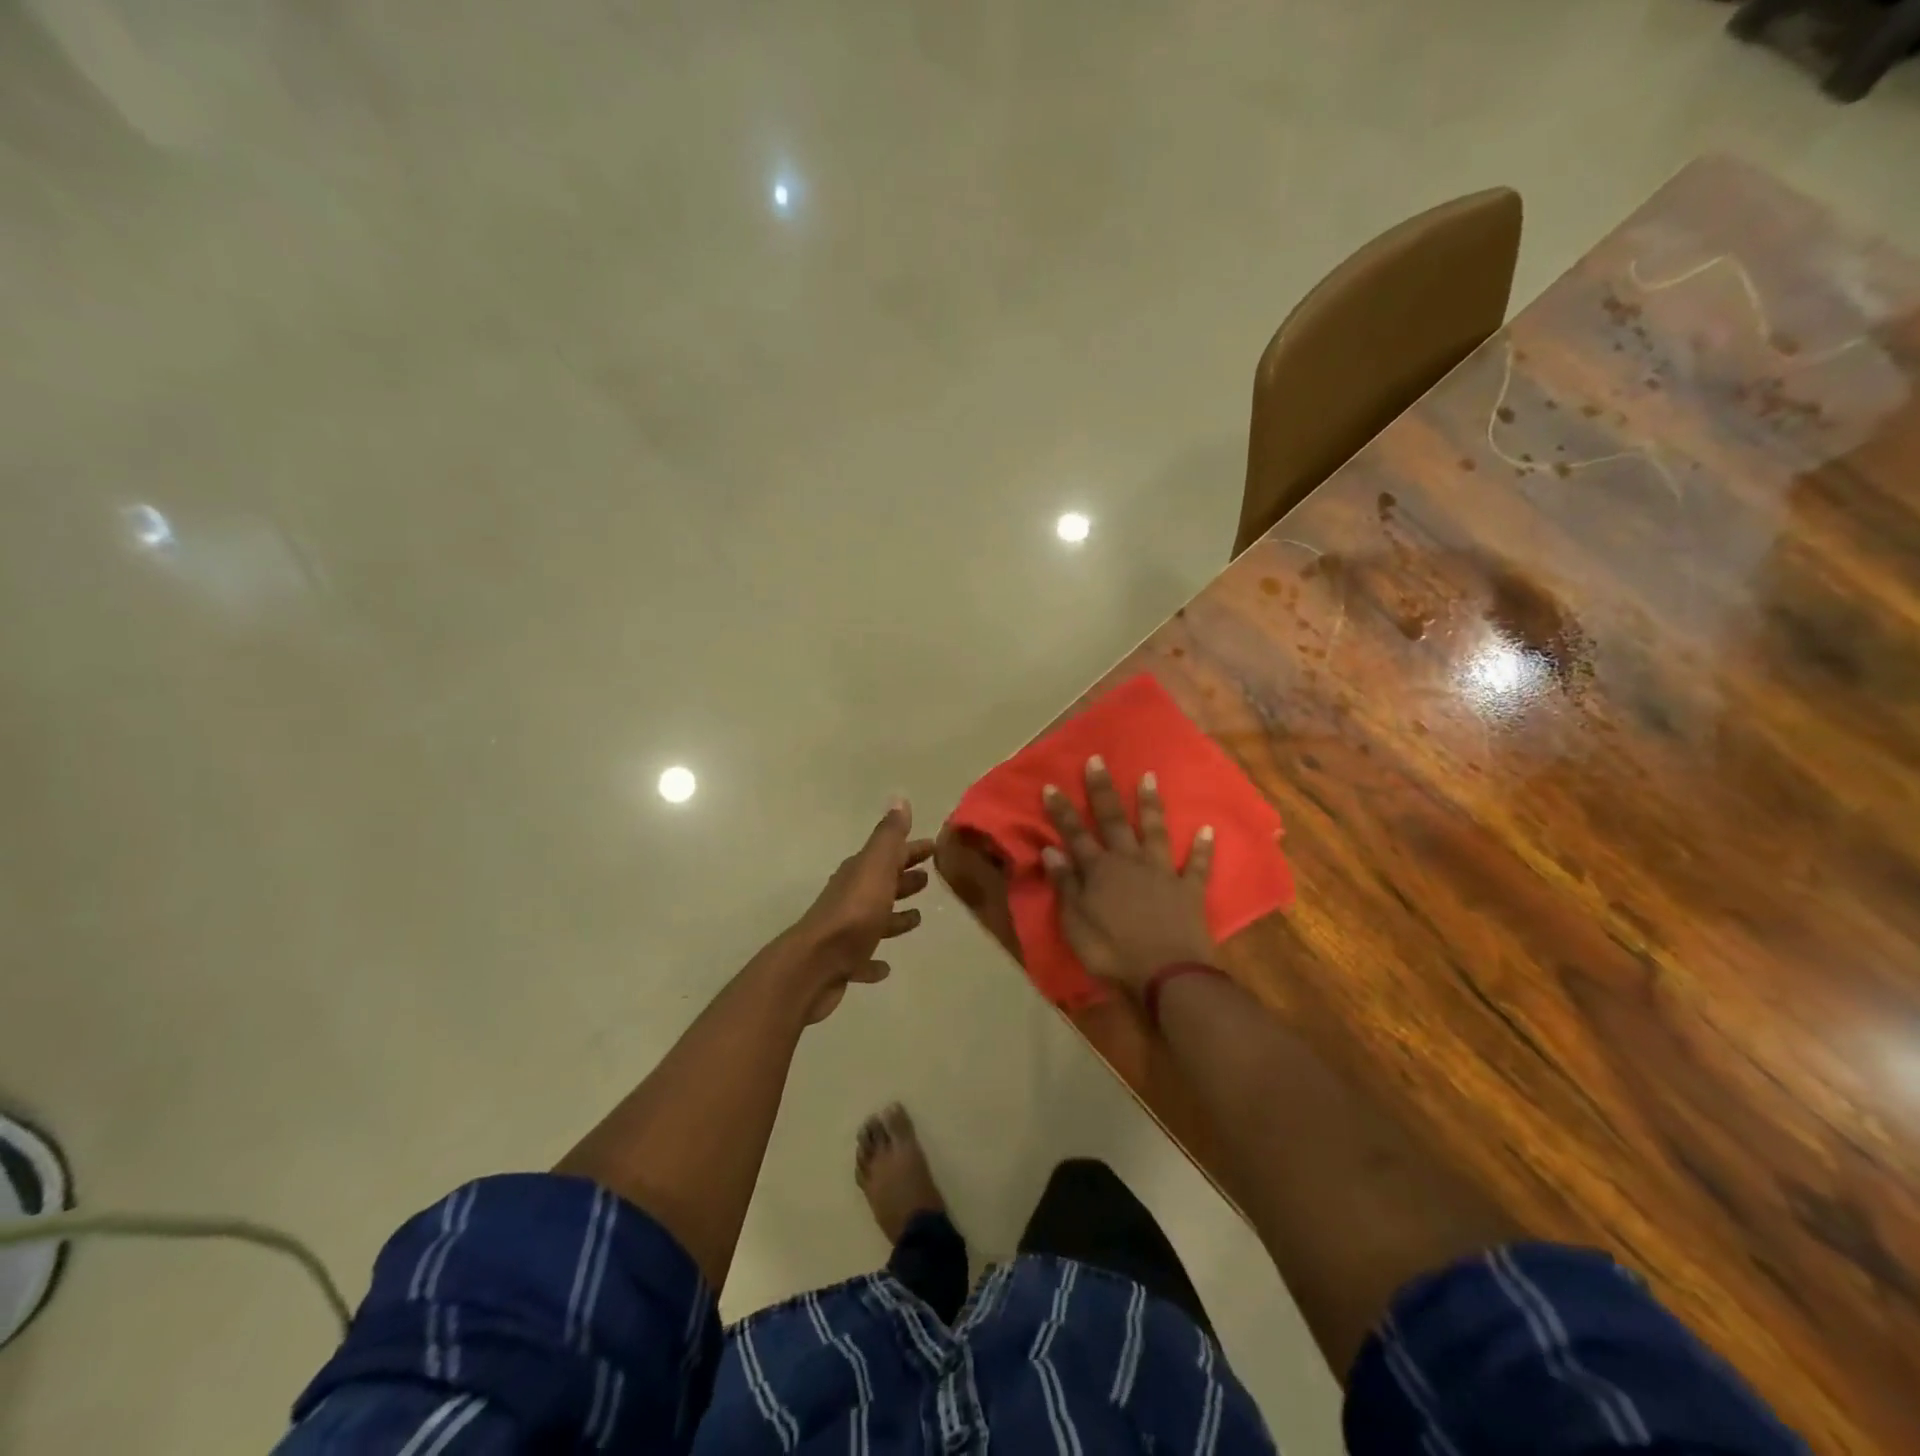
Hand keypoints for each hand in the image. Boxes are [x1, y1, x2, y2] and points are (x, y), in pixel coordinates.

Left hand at [785, 799, 934, 1022]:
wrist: (816, 964)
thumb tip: (899, 799)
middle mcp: (851, 897)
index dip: (911, 849)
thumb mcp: (876, 867)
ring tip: (917, 918)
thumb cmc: (854, 913)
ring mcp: (845, 931)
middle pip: (881, 883)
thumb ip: (889, 837)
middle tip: (928, 878)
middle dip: (903, 878)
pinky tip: (885, 967)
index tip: (934, 847)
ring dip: (894, 917)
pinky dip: (874, 960)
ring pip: (874, 918)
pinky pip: (863, 957)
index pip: (890, 853)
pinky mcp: (842, 962)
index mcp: (860, 872)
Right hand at [1042, 757, 1217, 995]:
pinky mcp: (1189, 890)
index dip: (1062, 811)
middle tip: (1098, 760)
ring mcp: (1162, 872)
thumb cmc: (1112, 952)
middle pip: (1114, 820)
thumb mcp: (1075, 923)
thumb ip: (1065, 885)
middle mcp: (1130, 862)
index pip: (1075, 834)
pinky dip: (1202, 848)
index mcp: (1099, 871)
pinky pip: (1197, 865)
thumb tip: (1051, 850)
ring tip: (1150, 777)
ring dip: (1152, 804)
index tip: (1051, 785)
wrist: (1166, 975)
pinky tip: (1208, 829)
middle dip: (1103, 790)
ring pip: (1155, 831)